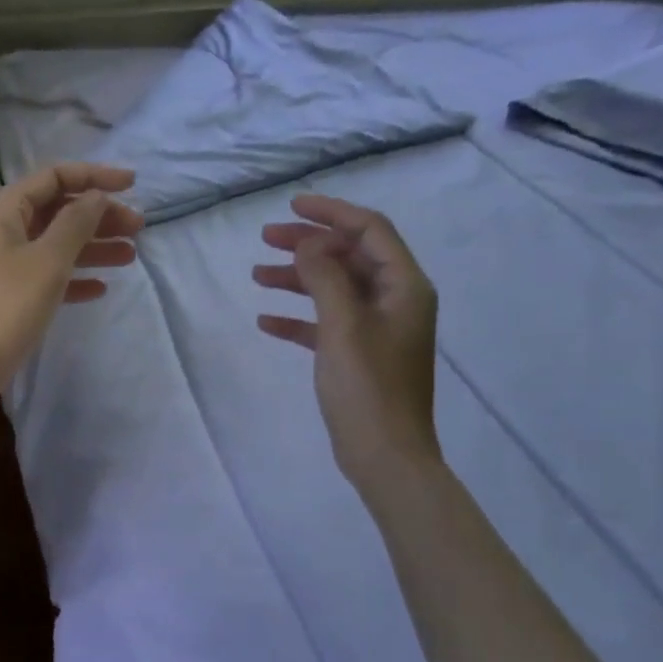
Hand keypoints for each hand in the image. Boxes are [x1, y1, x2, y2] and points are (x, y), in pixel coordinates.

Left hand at [0, 163, 142, 415]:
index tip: (133, 185)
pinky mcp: (7, 296)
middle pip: (57, 211)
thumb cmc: (4, 306)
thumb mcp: (48, 260)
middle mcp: (1, 230)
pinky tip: (101, 288)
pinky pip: (46, 276)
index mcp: (4, 210)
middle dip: (99, 216)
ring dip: (92, 247)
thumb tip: (97, 197)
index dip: (95, 177)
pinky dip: (73, 278)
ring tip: (130, 256)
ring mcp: (2, 264)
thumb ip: (76, 223)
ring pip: (55, 245)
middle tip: (138, 228)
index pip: (54, 177)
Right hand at [253, 194, 441, 498]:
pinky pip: (326, 324)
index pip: (371, 231)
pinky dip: (298, 318)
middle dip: (309, 244)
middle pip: (350, 257)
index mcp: (405, 286)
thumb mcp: (343, 326)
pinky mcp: (359, 356)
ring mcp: (378, 330)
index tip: (292, 206)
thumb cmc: (368, 387)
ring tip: (257, 275)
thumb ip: (326, 277)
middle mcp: (396, 301)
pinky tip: (266, 321)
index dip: (332, 213)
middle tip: (265, 239)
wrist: (385, 455)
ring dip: (298, 278)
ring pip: (335, 289)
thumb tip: (311, 242)